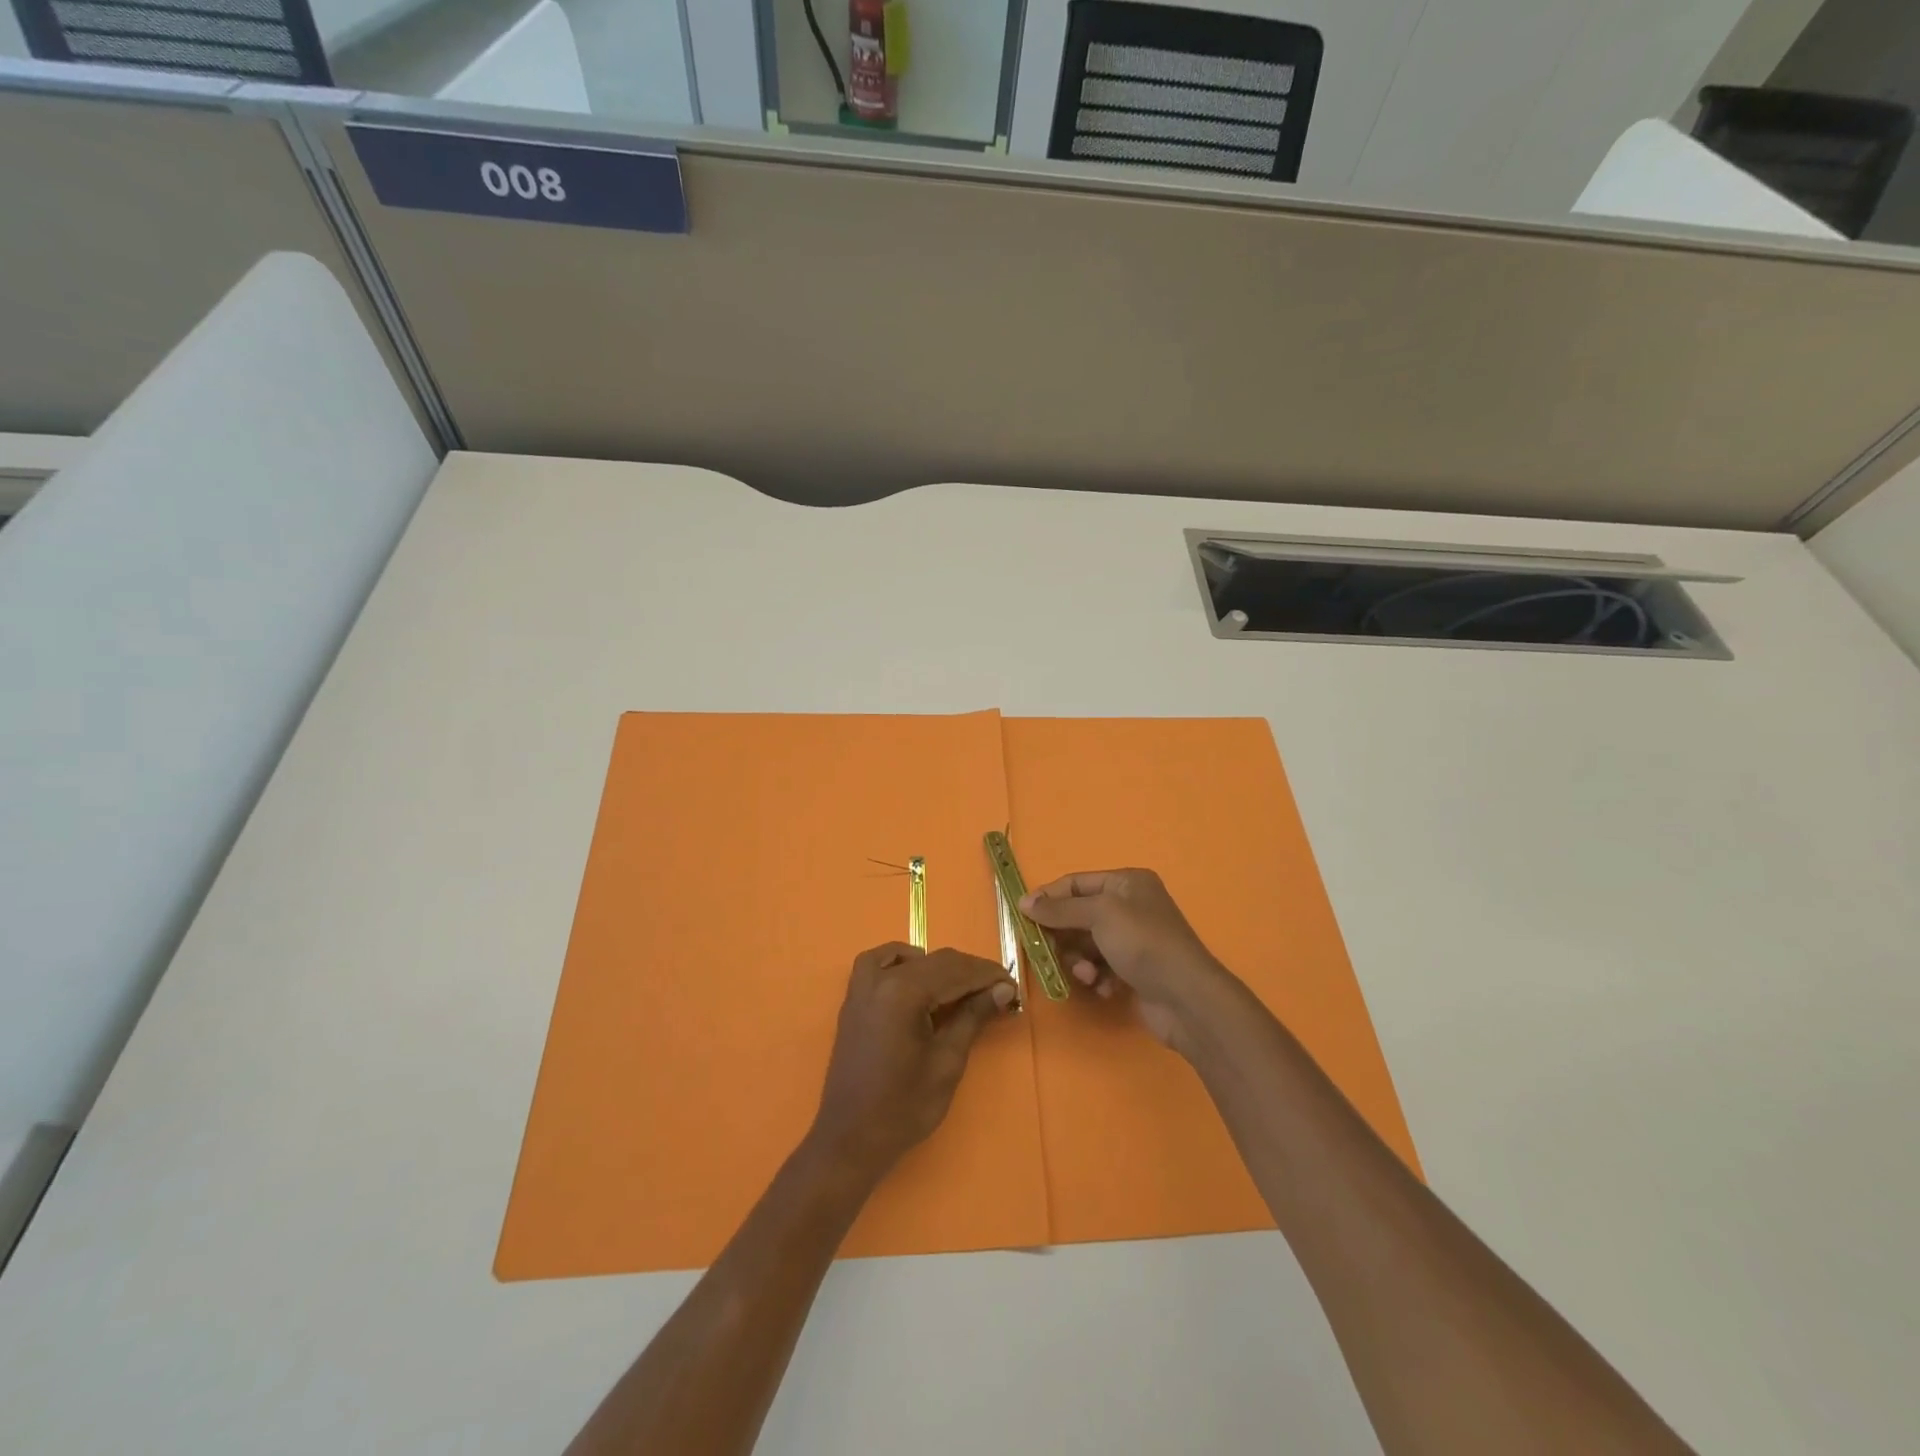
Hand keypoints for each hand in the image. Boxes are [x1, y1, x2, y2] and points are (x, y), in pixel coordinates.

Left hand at [809, 943, 1016, 1180]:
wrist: (851, 1139)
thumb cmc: (903, 1107)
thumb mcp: (947, 1062)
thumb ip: (973, 1017)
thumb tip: (1002, 989)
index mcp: (903, 992)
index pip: (955, 970)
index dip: (987, 975)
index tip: (1013, 987)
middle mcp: (880, 979)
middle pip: (935, 961)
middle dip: (969, 973)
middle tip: (998, 991)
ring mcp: (862, 987)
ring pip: (909, 959)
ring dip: (940, 967)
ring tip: (964, 989)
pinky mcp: (854, 1000)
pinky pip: (879, 963)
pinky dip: (902, 962)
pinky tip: (919, 977)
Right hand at [1021, 869, 1234, 1051]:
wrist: (1186, 998)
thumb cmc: (1143, 943)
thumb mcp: (1099, 915)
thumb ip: (1060, 909)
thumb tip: (1024, 902)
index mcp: (1126, 883)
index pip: (1076, 883)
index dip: (1048, 897)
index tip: (1022, 915)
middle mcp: (1130, 907)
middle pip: (1078, 915)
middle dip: (1065, 936)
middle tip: (1050, 951)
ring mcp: (1132, 940)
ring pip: (1086, 945)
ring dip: (1080, 961)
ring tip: (1088, 975)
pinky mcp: (1133, 971)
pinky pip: (1100, 968)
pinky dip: (1097, 977)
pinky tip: (1104, 988)